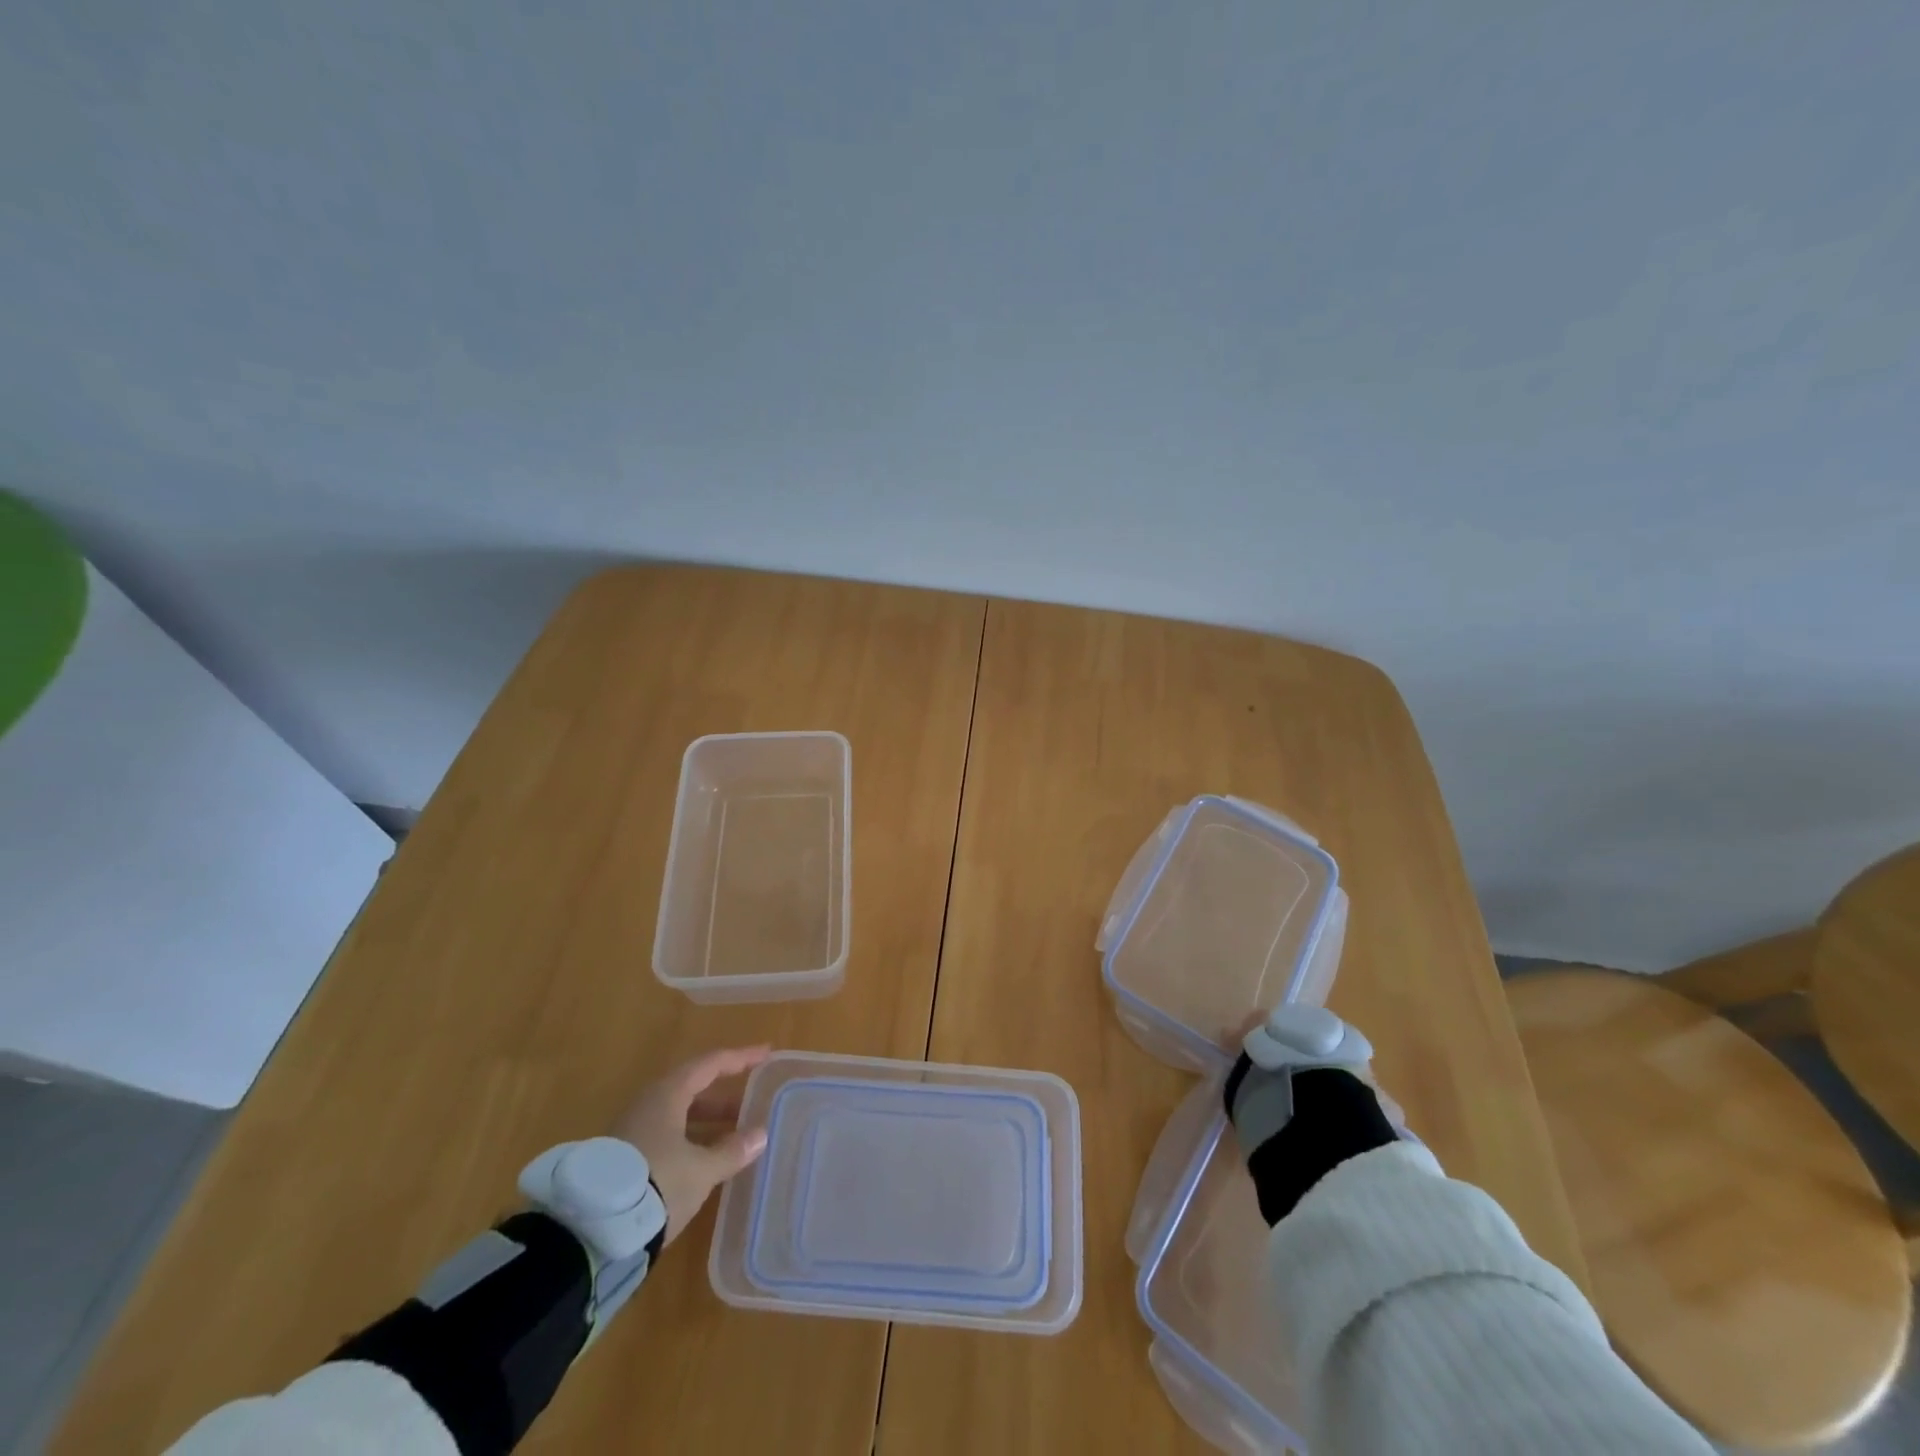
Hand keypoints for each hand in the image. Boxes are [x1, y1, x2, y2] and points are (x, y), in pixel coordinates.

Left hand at [612, 1045, 771, 1244]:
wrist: (591, 1231)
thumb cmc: (657, 1184)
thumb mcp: (702, 1171)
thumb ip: (732, 1151)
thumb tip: (760, 1134)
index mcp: (668, 1095)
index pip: (710, 1064)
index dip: (740, 1058)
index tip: (765, 1053)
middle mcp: (647, 1104)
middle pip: (691, 1089)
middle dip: (723, 1097)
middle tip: (751, 1103)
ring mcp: (630, 1131)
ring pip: (676, 1115)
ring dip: (706, 1122)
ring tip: (733, 1136)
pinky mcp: (621, 1159)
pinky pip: (664, 1136)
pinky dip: (689, 1140)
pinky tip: (703, 1161)